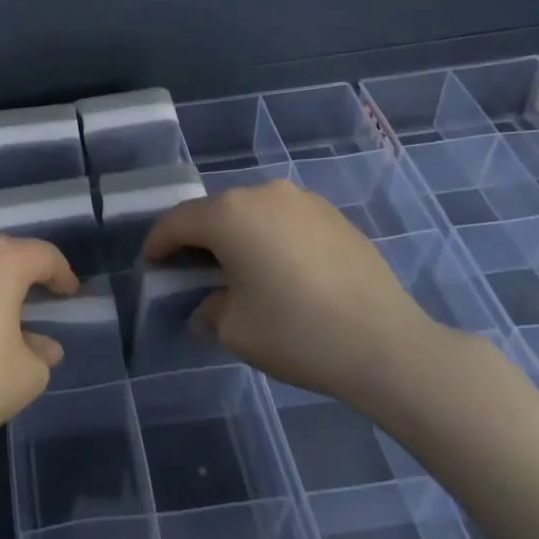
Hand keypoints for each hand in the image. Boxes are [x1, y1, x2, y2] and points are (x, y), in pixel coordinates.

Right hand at [143, 178, 447, 416]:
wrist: (387, 344)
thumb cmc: (297, 333)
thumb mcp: (235, 330)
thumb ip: (209, 309)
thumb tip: (209, 305)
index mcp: (229, 214)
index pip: (178, 221)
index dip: (159, 242)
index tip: (151, 262)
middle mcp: (262, 194)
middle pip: (216, 211)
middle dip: (199, 238)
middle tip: (193, 268)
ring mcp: (303, 200)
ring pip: (253, 212)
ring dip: (239, 235)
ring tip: (241, 268)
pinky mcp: (333, 215)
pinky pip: (286, 220)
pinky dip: (273, 237)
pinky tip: (283, 270)